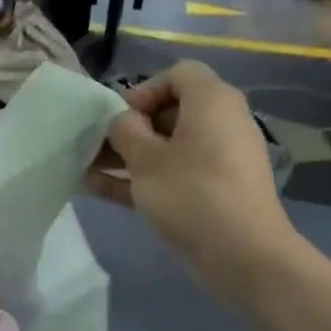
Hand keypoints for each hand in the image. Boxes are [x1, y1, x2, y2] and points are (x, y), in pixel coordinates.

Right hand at [87, 61, 298, 294]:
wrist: (243, 255)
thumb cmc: (191, 193)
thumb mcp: (145, 159)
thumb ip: (124, 131)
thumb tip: (121, 121)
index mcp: (212, 101)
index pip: (177, 74)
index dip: (144, 90)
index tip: (120, 119)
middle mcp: (221, 122)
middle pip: (170, 112)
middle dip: (129, 128)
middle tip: (98, 147)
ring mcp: (220, 159)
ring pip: (168, 147)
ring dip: (129, 156)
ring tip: (87, 169)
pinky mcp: (215, 190)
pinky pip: (175, 173)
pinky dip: (144, 178)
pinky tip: (100, 190)